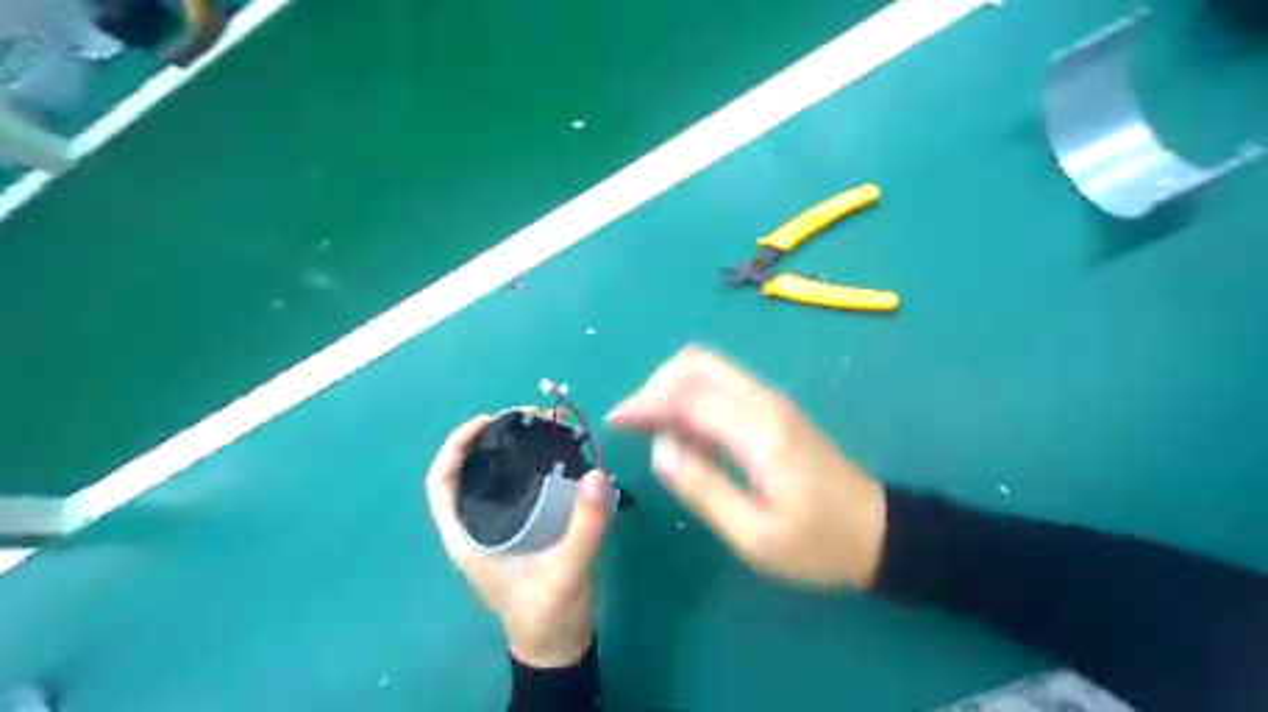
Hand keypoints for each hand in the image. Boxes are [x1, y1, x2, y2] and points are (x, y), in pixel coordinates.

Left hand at [422, 413, 611, 667]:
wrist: (558, 646)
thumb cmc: (550, 614)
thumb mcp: (568, 570)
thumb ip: (585, 525)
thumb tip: (597, 472)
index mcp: (469, 540)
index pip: (441, 485)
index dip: (454, 447)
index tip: (485, 421)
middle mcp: (477, 529)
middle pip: (467, 473)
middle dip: (488, 440)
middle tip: (525, 419)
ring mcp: (497, 530)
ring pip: (490, 479)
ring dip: (507, 451)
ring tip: (538, 430)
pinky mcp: (518, 531)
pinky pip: (513, 489)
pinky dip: (525, 467)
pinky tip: (550, 457)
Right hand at [606, 344, 884, 588]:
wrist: (878, 532)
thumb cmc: (817, 544)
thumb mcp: (755, 534)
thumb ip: (703, 488)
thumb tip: (660, 448)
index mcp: (760, 431)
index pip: (689, 396)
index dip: (645, 403)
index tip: (615, 421)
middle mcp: (765, 402)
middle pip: (698, 362)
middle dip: (656, 384)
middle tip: (634, 422)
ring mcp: (772, 401)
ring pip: (709, 368)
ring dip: (672, 386)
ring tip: (648, 424)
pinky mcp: (775, 409)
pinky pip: (722, 385)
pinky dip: (692, 395)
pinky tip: (681, 427)